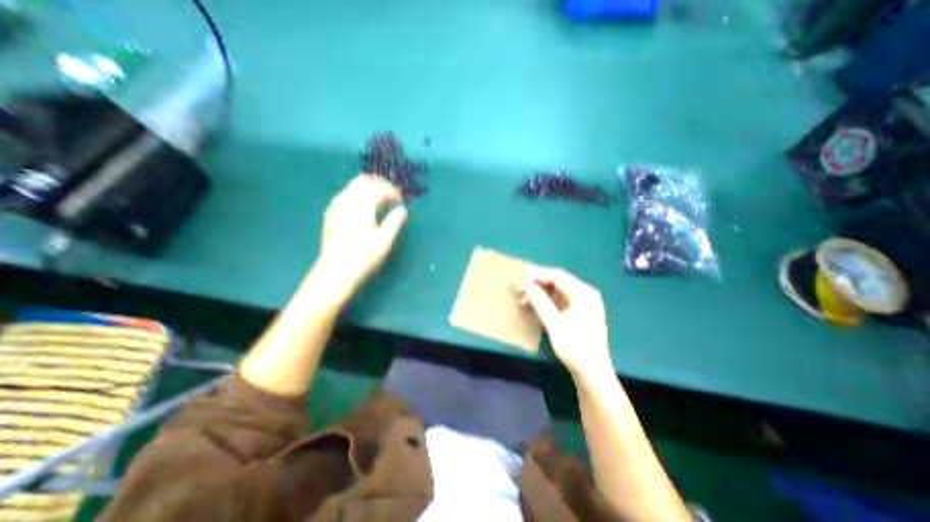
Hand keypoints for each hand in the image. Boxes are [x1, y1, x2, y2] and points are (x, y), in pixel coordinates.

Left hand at [316, 175, 407, 292]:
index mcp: (361, 206)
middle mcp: (346, 200)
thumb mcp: (385, 240)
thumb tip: (402, 210)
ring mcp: (336, 206)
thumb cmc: (364, 257)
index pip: (378, 188)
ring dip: (369, 189)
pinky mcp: (331, 213)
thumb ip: (394, 221)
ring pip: (353, 186)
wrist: (335, 271)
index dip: (392, 191)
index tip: (401, 199)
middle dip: (379, 184)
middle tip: (391, 195)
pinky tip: (365, 209)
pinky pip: (346, 195)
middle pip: (363, 181)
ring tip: (381, 202)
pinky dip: (359, 196)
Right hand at [520, 268, 615, 382]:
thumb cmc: (574, 347)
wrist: (592, 372)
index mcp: (583, 294)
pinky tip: (535, 306)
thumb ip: (540, 302)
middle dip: (538, 284)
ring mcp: (584, 303)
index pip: (558, 276)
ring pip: (559, 291)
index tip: (521, 278)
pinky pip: (561, 300)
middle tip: (521, 288)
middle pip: (559, 282)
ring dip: (541, 294)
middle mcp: (586, 294)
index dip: (538, 276)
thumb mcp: (554, 324)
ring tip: (525, 299)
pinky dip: (547, 302)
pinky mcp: (580, 312)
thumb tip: (526, 286)